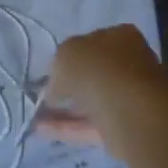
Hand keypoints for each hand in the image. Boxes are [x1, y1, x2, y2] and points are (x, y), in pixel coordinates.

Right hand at [35, 24, 161, 147]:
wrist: (130, 107)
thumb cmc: (98, 68)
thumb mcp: (66, 55)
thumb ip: (59, 68)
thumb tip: (56, 88)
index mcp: (120, 37)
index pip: (93, 43)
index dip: (71, 57)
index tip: (53, 71)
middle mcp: (130, 63)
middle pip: (95, 75)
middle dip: (70, 87)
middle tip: (45, 97)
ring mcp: (131, 97)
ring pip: (93, 102)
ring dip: (66, 111)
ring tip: (37, 118)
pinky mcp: (126, 127)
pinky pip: (93, 125)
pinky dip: (70, 128)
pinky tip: (43, 131)